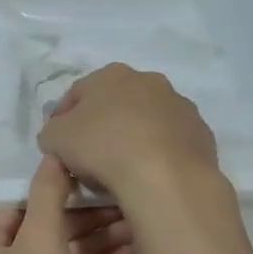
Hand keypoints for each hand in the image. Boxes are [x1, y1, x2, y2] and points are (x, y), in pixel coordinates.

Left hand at [0, 157, 135, 253]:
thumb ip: (48, 194)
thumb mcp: (43, 242)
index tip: (89, 189)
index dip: (51, 198)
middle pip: (38, 236)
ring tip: (137, 227)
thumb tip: (51, 155)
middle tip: (124, 208)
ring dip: (95, 244)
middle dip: (82, 222)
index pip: (12, 211)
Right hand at [37, 63, 219, 205]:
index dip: (62, 120)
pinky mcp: (202, 134)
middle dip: (101, 127)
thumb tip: (57, 136)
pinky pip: (170, 143)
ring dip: (133, 139)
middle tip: (89, 159)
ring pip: (146, 122)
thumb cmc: (103, 148)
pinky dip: (158, 155)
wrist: (166, 179)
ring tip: (121, 172)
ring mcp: (180, 106)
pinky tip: (149, 177)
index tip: (57, 146)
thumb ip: (51, 132)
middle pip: (115, 105)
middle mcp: (149, 81)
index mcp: (111, 75)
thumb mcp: (54, 139)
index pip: (76, 94)